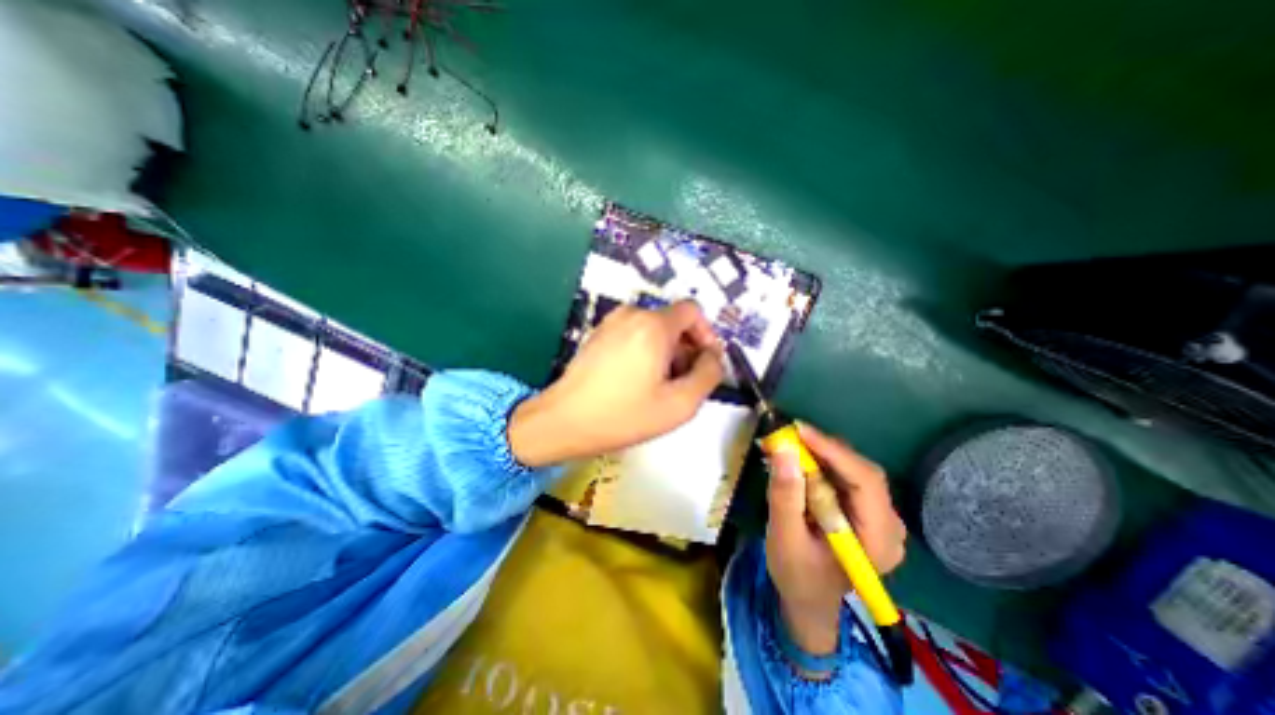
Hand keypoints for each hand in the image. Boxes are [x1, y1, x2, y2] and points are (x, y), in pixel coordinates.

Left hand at [513, 302, 726, 469]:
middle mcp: (631, 315)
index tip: (704, 363)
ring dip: (665, 353)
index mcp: (653, 325)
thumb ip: (709, 375)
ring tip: (658, 387)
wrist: (563, 421)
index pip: (693, 311)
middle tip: (682, 382)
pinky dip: (644, 352)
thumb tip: (713, 357)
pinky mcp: (598, 335)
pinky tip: (635, 382)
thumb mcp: (679, 404)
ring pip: (653, 330)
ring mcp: (610, 323)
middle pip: (673, 322)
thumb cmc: (623, 415)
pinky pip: (633, 335)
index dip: (706, 334)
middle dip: (685, 349)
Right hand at [766, 424, 906, 652]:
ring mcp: (879, 517)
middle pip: (862, 471)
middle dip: (824, 449)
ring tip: (788, 445)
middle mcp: (889, 525)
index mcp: (878, 541)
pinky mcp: (865, 510)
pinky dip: (820, 463)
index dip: (833, 451)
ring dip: (820, 453)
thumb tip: (784, 450)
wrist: (808, 600)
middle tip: (789, 435)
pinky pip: (845, 476)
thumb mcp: (784, 537)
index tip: (799, 430)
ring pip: (853, 469)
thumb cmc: (796, 575)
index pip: (866, 482)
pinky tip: (799, 460)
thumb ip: (785, 496)